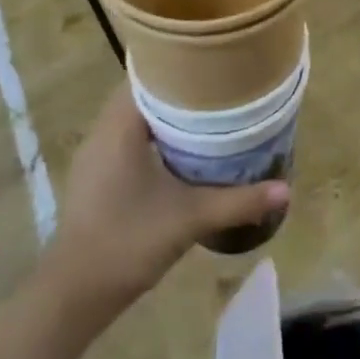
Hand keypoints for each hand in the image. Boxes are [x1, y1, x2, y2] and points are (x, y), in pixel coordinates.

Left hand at [44, 85, 289, 325]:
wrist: (73, 295)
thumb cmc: (128, 242)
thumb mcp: (190, 219)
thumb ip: (238, 201)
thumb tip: (286, 190)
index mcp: (119, 127)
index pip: (147, 74)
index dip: (179, 64)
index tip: (212, 63)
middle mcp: (102, 131)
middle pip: (143, 91)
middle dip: (179, 88)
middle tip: (219, 87)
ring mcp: (95, 154)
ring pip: (133, 115)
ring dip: (165, 112)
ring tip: (207, 111)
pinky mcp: (95, 175)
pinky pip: (126, 136)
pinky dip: (153, 133)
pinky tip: (180, 149)